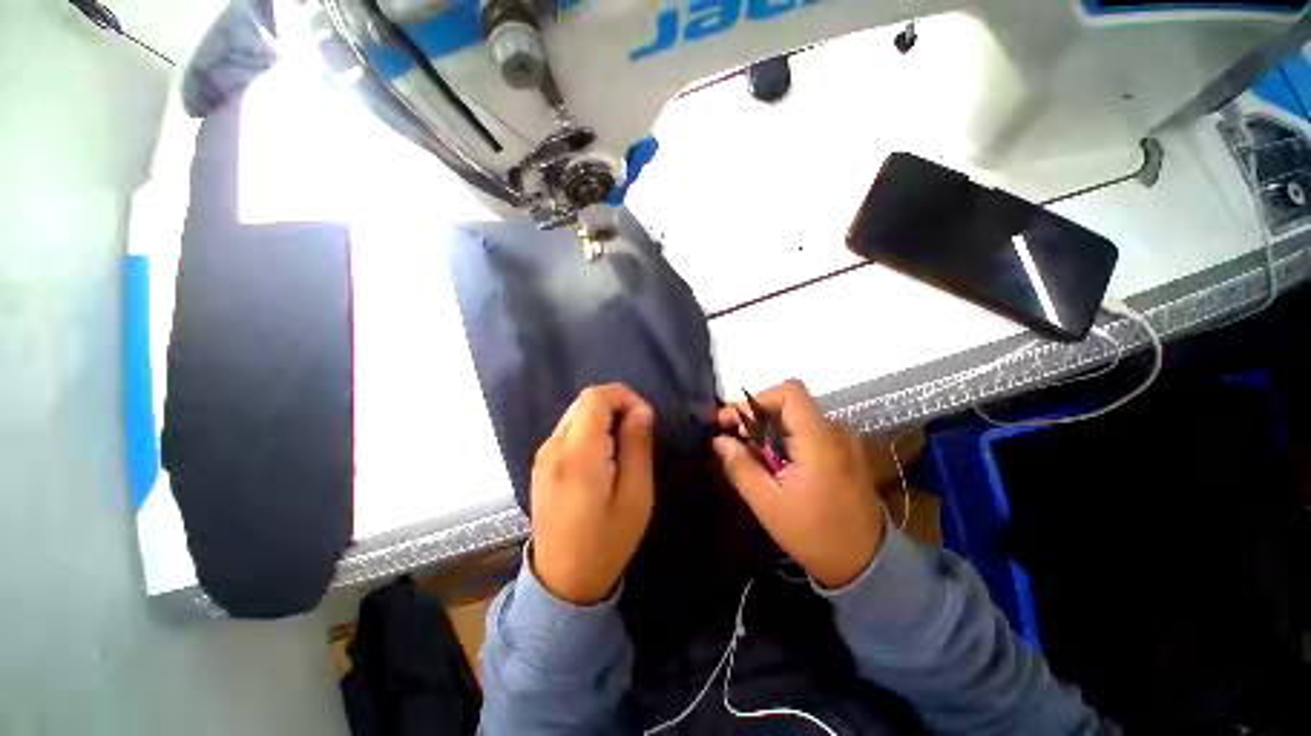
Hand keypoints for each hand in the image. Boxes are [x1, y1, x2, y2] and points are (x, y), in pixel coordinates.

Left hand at [530, 384, 655, 604]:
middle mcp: (553, 446)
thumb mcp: (636, 496)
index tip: (644, 417)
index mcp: (578, 454)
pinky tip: (603, 453)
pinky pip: (567, 429)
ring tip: (623, 442)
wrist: (562, 582)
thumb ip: (637, 446)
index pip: (595, 398)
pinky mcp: (541, 464)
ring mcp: (543, 455)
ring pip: (575, 413)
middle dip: (615, 404)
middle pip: (584, 402)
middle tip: (637, 429)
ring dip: (603, 416)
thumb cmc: (607, 541)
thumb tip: (641, 410)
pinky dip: (589, 428)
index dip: (624, 396)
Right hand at [714, 380, 883, 588]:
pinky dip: (783, 439)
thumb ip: (740, 467)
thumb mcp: (768, 504)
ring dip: (767, 430)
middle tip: (732, 441)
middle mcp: (834, 431)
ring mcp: (842, 440)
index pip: (790, 392)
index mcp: (820, 440)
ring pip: (795, 418)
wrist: (866, 564)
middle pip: (788, 404)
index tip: (735, 423)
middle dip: (755, 417)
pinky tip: (772, 463)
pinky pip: (806, 431)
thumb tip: (718, 440)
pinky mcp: (842, 451)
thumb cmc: (815, 535)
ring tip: (750, 456)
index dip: (758, 400)